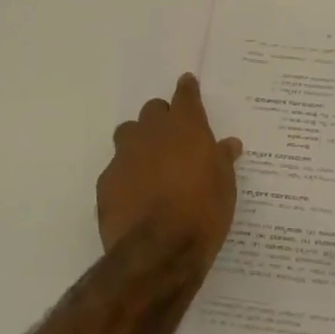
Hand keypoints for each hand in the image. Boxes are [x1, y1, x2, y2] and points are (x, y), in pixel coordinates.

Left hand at [97, 73, 242, 269]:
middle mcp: (152, 132)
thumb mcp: (225, 185)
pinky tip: (136, 193)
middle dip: (162, 118)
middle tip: (174, 136)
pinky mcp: (106, 181)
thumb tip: (229, 144)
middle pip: (153, 110)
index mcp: (186, 126)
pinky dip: (127, 173)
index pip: (185, 95)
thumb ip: (222, 160)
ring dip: (139, 140)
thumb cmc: (203, 212)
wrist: (158, 250)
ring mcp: (125, 155)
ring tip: (151, 162)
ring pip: (128, 133)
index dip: (187, 89)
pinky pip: (117, 167)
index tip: (187, 83)